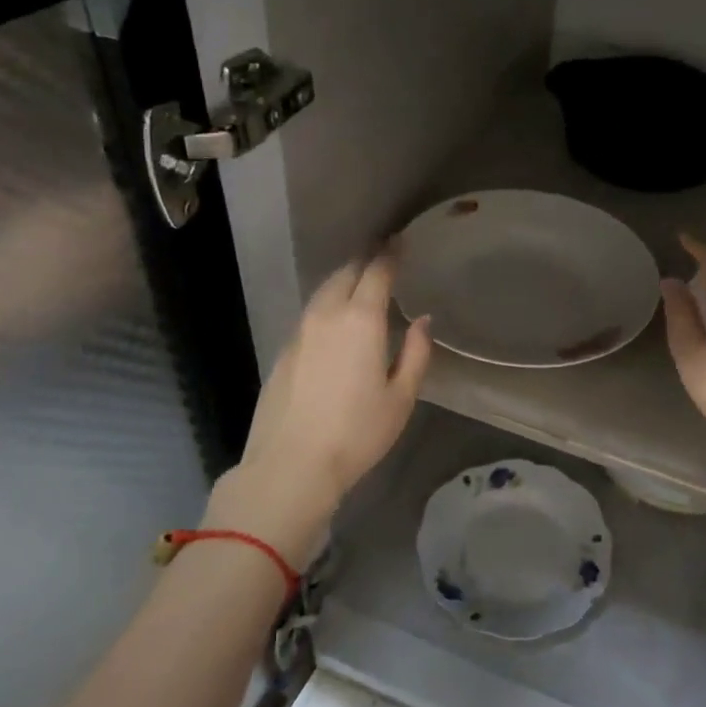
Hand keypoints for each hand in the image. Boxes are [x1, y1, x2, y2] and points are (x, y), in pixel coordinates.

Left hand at [205, 252, 431, 566]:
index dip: (390, 254)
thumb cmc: (357, 433)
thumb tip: (422, 322)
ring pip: (323, 292)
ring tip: (359, 285)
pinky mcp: (283, 352)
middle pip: (345, 274)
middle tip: (382, 259)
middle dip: (365, 262)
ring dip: (343, 281)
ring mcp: (299, 332)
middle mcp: (326, 315)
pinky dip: (326, 306)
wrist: (291, 465)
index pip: (376, 272)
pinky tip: (335, 322)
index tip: (401, 241)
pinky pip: (310, 315)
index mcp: (360, 320)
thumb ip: (415, 353)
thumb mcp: (401, 397)